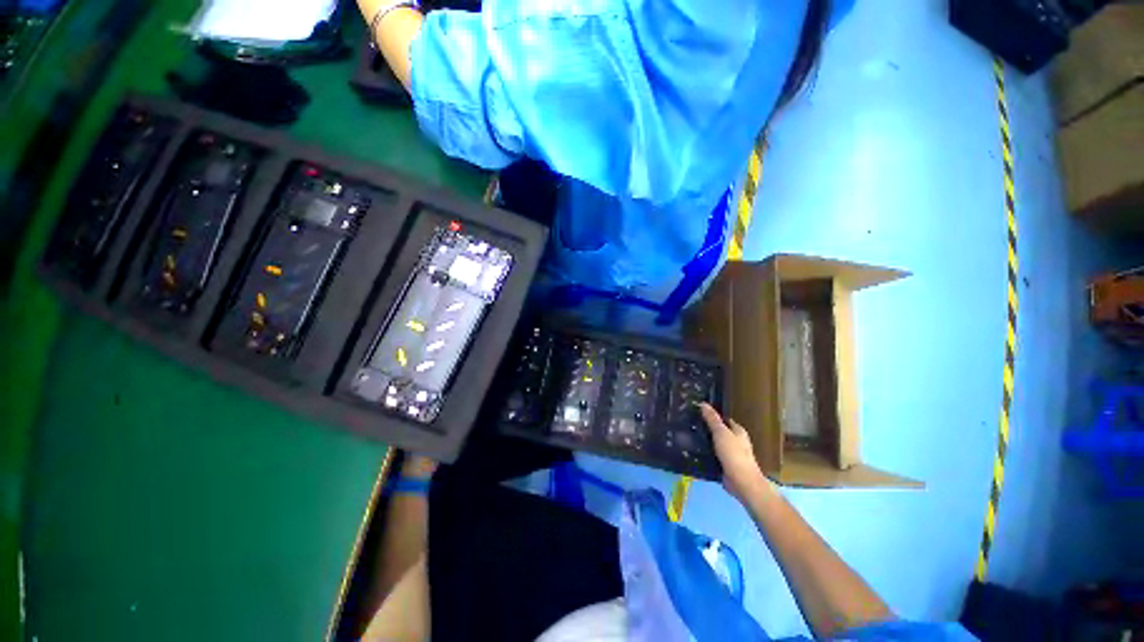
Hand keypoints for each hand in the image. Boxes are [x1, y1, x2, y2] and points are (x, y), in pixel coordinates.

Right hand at [700, 403, 772, 503]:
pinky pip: (713, 456)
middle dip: (707, 429)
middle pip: (719, 431)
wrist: (742, 482)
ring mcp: (731, 454)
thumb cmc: (734, 454)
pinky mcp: (725, 466)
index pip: (724, 419)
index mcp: (738, 431)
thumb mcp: (721, 433)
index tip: (698, 412)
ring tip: (688, 436)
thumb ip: (712, 419)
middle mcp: (736, 442)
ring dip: (705, 442)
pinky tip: (693, 452)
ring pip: (715, 444)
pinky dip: (705, 454)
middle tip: (690, 424)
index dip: (713, 415)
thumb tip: (703, 403)